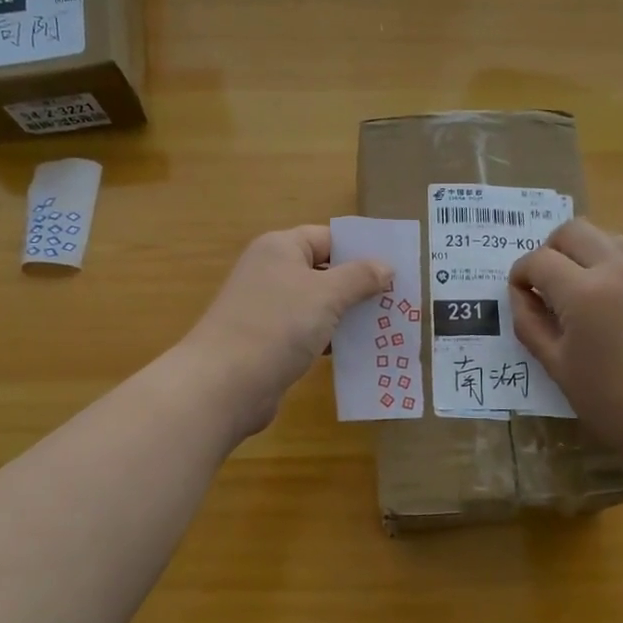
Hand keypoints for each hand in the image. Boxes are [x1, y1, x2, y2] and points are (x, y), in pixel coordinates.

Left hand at [183, 225, 391, 437]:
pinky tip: (359, 351)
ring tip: (388, 326)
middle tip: (399, 300)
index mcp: (280, 248)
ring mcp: (268, 309)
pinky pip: (309, 333)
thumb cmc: (278, 325)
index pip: (328, 238)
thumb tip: (385, 267)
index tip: (395, 268)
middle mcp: (271, 272)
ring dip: (349, 316)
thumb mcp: (327, 294)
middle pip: (324, 271)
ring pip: (318, 305)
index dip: (360, 250)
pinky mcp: (269, 342)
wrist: (224, 384)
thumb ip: (359, 277)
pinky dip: (332, 339)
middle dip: (359, 286)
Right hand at [509, 219, 622, 474]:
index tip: (522, 292)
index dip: (521, 274)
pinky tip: (618, 305)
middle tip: (549, 282)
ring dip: (586, 254)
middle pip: (573, 230)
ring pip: (609, 238)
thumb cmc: (608, 401)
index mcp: (583, 293)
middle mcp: (619, 270)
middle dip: (551, 250)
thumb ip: (529, 322)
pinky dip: (617, 269)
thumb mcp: (555, 365)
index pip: (538, 260)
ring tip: (584, 289)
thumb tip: (520, 293)